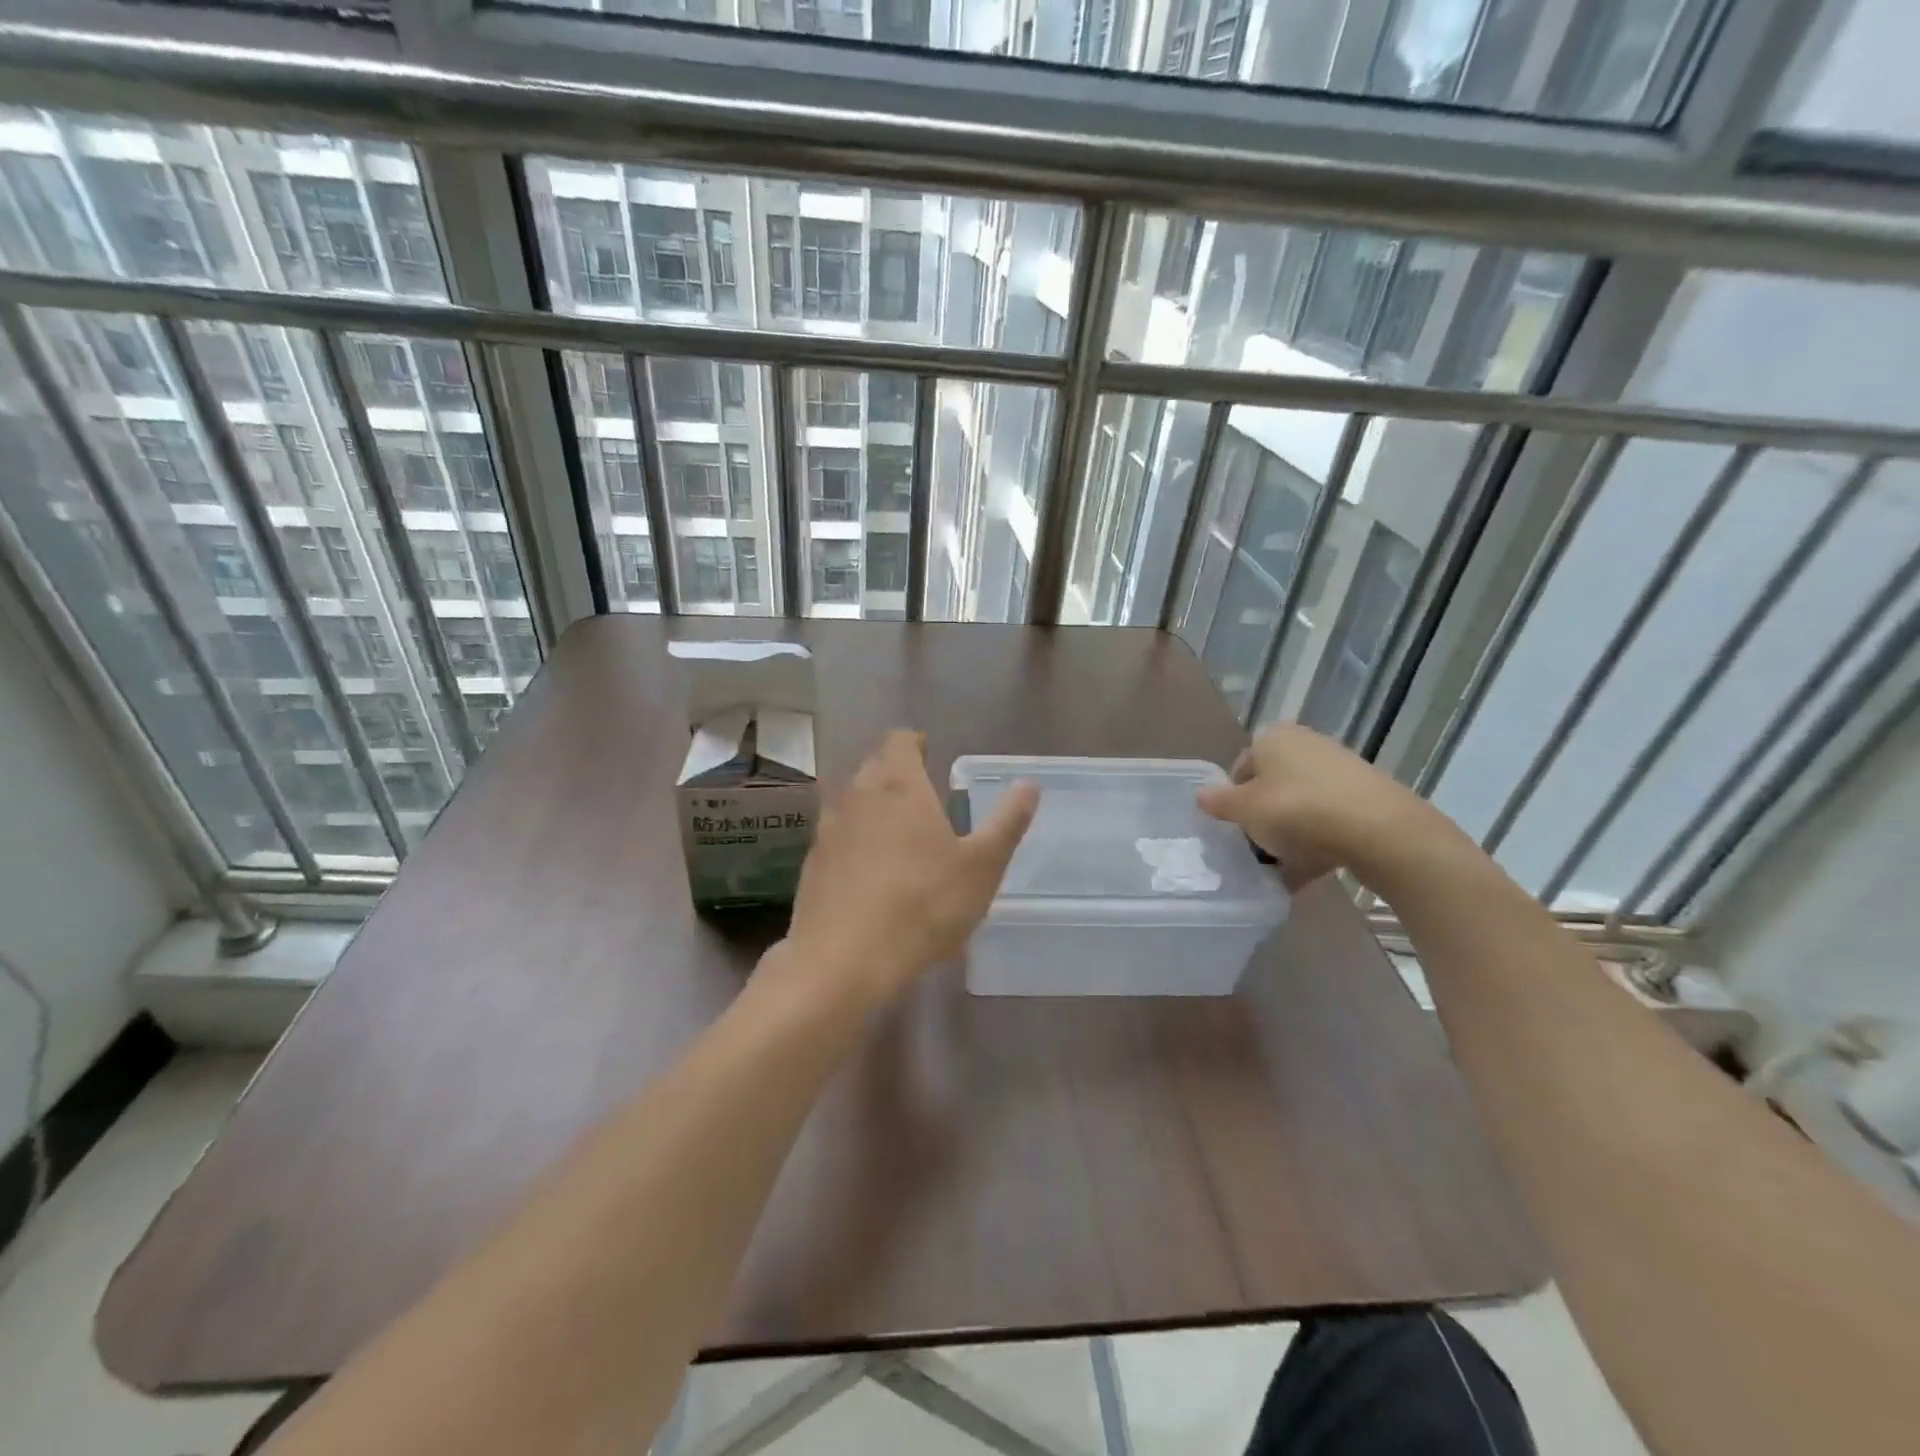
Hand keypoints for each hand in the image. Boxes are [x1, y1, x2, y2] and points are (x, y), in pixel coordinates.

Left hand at [785, 730, 1038, 1007]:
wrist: (844, 959)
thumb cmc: (923, 904)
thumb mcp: (982, 866)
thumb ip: (1007, 822)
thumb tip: (1029, 785)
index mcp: (899, 785)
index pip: (899, 740)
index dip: (915, 744)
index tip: (930, 756)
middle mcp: (857, 795)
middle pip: (873, 766)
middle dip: (895, 772)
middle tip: (921, 793)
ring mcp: (828, 829)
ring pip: (850, 800)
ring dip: (870, 805)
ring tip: (896, 830)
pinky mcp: (812, 863)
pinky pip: (835, 835)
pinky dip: (852, 839)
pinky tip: (868, 869)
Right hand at [1196, 722, 1447, 888]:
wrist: (1379, 830)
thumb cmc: (1297, 810)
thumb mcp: (1245, 810)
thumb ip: (1219, 803)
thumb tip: (1200, 794)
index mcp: (1273, 737)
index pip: (1241, 767)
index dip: (1233, 799)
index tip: (1234, 828)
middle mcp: (1305, 745)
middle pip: (1271, 786)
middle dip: (1262, 818)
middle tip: (1255, 848)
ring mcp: (1339, 770)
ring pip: (1299, 806)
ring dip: (1288, 835)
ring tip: (1280, 869)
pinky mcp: (1364, 797)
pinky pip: (1327, 821)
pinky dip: (1315, 843)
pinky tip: (1308, 872)